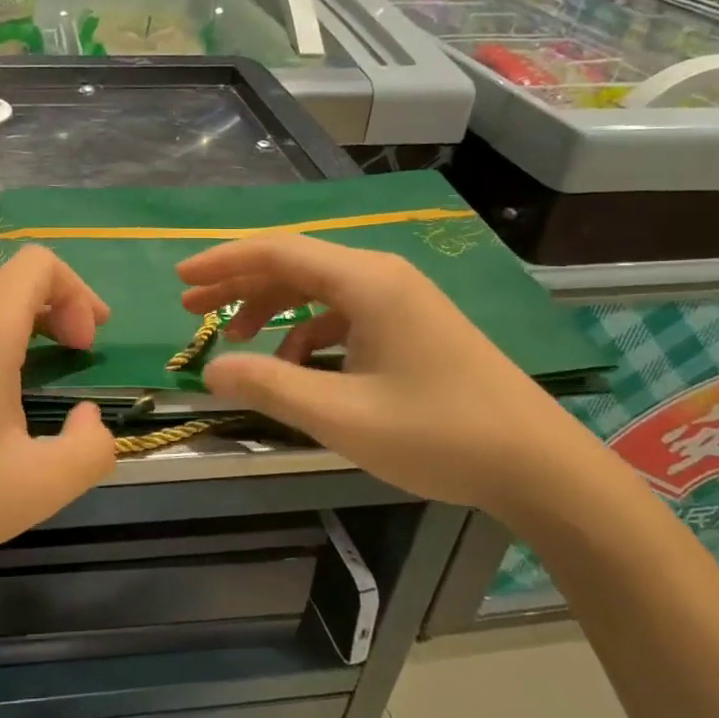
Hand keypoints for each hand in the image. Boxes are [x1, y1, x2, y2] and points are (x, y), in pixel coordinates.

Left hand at [0, 246, 116, 580]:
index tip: (86, 347)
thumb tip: (89, 418)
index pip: (38, 264)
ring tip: (50, 373)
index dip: (78, 293)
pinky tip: (5, 399)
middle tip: (81, 352)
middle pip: (16, 279)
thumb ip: (91, 450)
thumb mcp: (40, 486)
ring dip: (33, 325)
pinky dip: (3, 344)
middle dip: (62, 305)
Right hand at [179, 235, 616, 519]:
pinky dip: (306, 331)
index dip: (223, 263)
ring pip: (316, 289)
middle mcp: (381, 277)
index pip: (277, 253)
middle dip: (238, 285)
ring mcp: (399, 300)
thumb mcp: (341, 416)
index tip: (180, 280)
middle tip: (192, 307)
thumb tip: (211, 370)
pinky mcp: (410, 325)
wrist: (538, 465)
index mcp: (365, 282)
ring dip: (270, 308)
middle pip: (293, 265)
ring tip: (234, 339)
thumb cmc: (439, 434)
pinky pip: (342, 314)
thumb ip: (269, 386)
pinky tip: (294, 365)